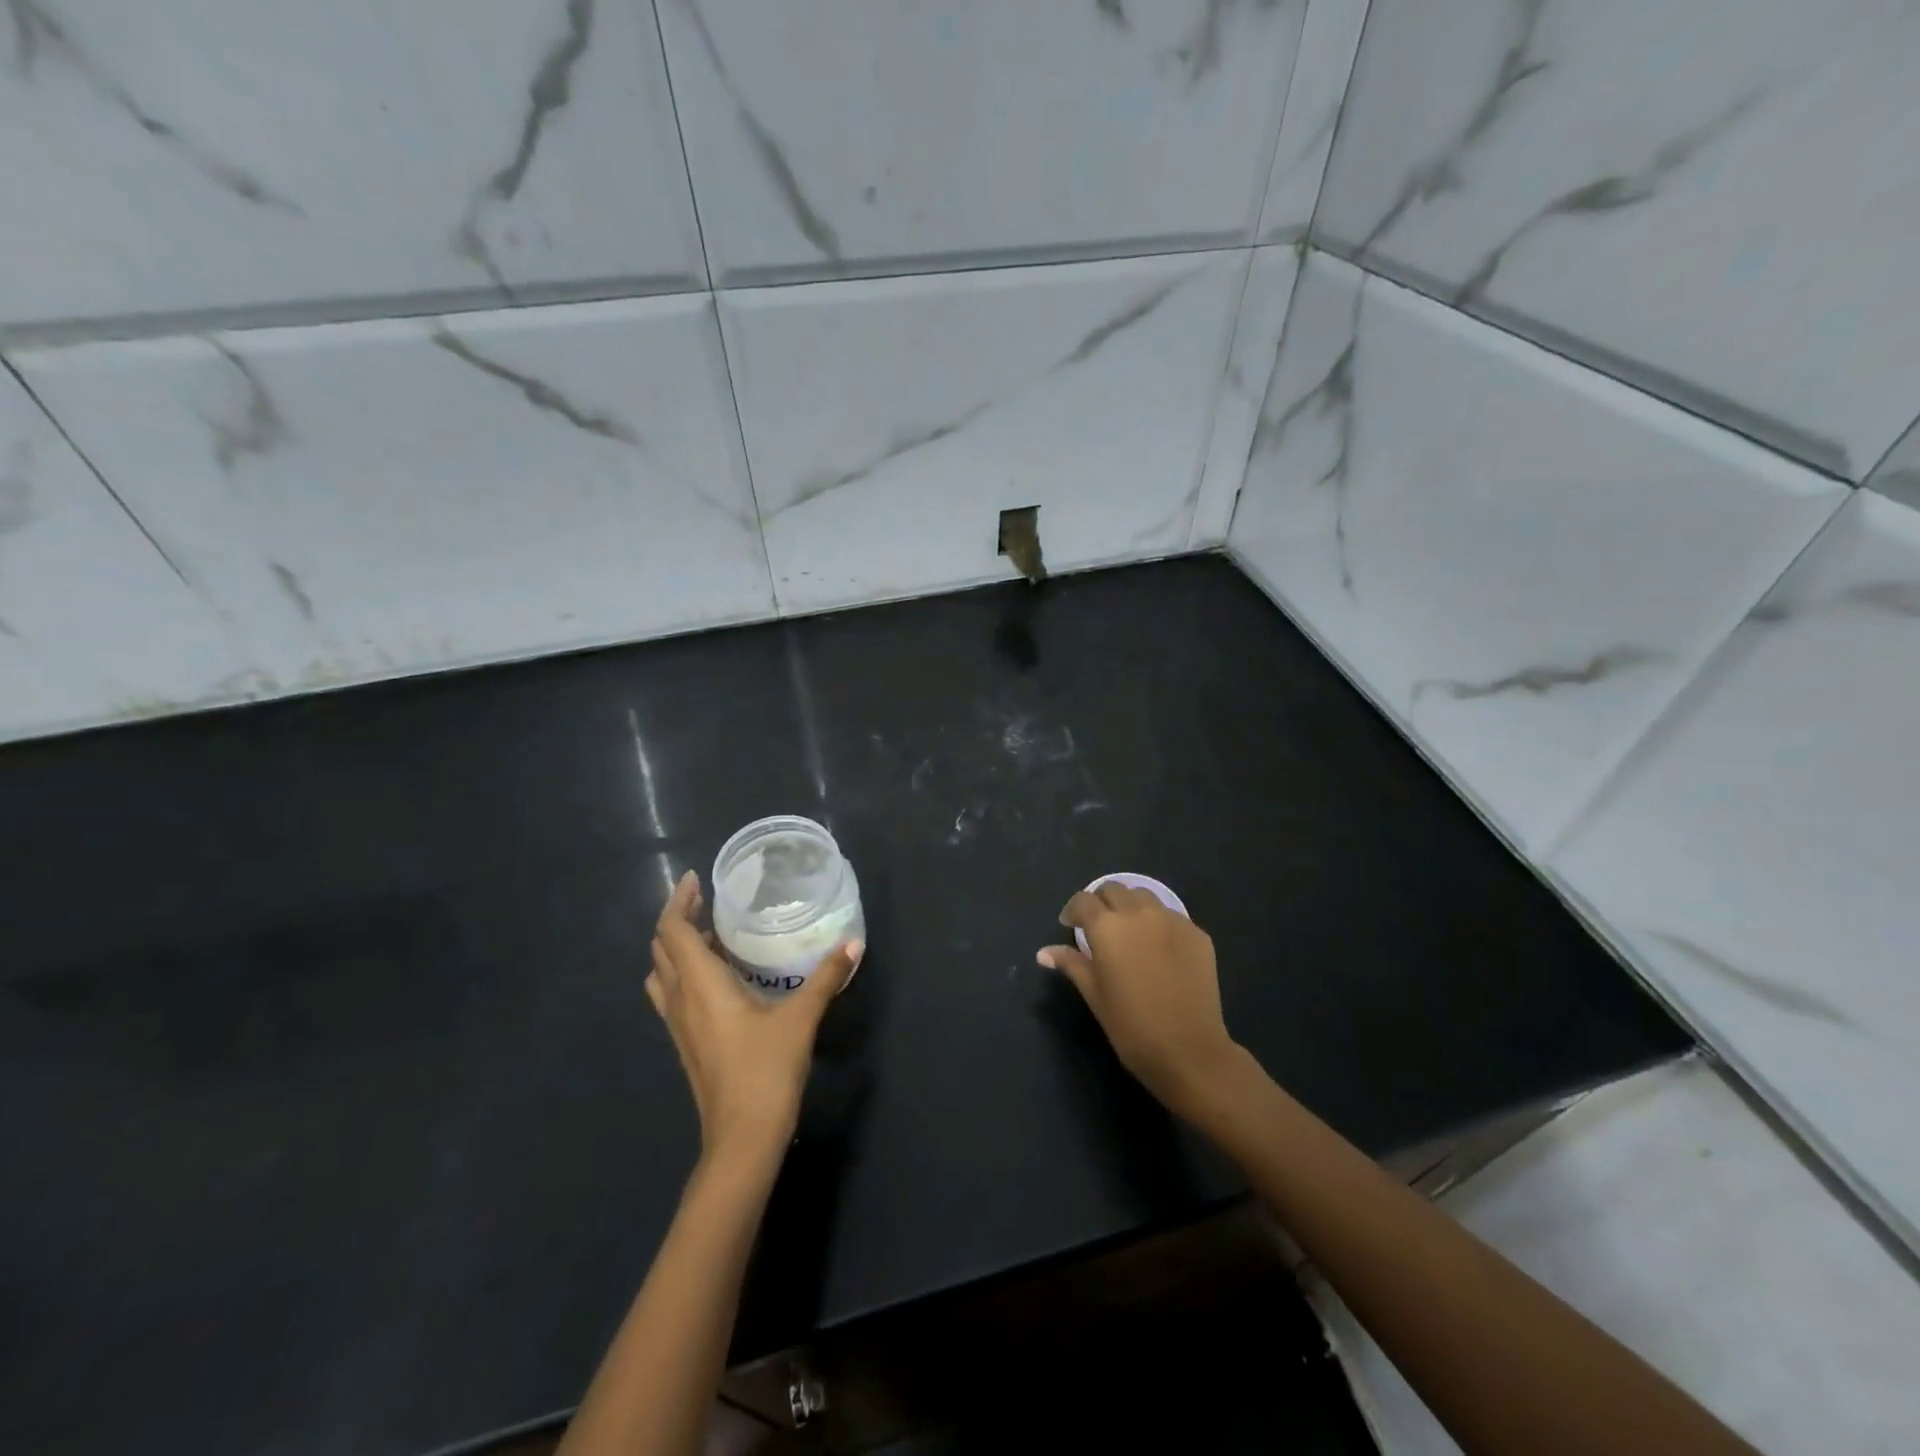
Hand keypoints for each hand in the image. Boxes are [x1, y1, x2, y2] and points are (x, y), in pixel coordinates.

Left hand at [647, 870, 861, 1167]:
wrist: (741, 1140)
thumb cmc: (765, 1072)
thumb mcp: (801, 1019)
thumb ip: (826, 977)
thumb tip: (853, 943)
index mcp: (700, 985)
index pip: (673, 931)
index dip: (679, 901)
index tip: (696, 879)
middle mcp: (681, 1000)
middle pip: (662, 948)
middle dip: (679, 919)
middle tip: (709, 901)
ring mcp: (678, 1025)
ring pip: (663, 973)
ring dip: (677, 947)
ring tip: (711, 934)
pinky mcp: (686, 1043)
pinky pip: (673, 994)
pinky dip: (685, 972)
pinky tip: (719, 977)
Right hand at [1038, 883, 1236, 1115]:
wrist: (1189, 1050)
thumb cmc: (1131, 1026)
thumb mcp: (1094, 995)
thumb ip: (1071, 965)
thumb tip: (1044, 953)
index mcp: (1107, 927)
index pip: (1083, 901)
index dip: (1073, 911)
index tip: (1070, 927)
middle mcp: (1139, 913)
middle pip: (1114, 890)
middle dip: (1101, 903)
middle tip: (1099, 928)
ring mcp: (1172, 921)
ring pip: (1144, 896)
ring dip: (1130, 907)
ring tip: (1129, 932)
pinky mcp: (1197, 934)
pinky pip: (1171, 917)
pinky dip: (1158, 923)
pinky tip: (1159, 950)